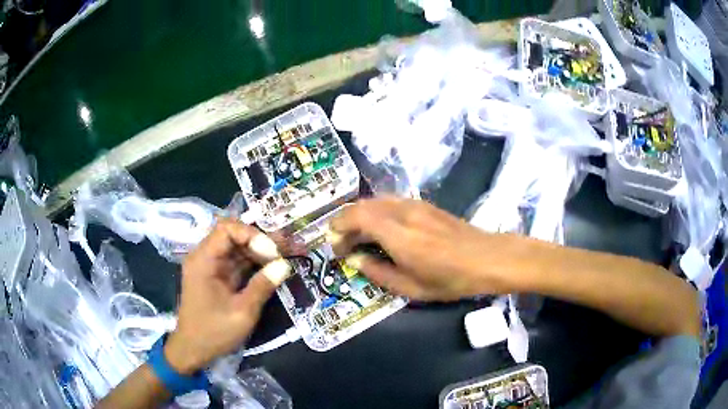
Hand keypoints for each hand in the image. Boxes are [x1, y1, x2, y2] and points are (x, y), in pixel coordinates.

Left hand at [163, 218, 290, 373]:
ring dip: (259, 251)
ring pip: (236, 247)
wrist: (194, 349)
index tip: (271, 253)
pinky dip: (253, 263)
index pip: (227, 229)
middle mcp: (204, 257)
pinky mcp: (216, 276)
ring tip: (284, 256)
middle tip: (285, 250)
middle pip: (232, 235)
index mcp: (203, 260)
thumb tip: (284, 265)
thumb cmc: (214, 332)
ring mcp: (210, 266)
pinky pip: (235, 261)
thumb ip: (262, 286)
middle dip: (259, 241)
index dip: (251, 235)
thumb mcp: (242, 312)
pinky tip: (271, 267)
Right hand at [329, 197, 522, 300]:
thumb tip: (355, 260)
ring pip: (376, 201)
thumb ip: (378, 273)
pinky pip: (390, 202)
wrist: (487, 258)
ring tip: (360, 239)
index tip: (335, 245)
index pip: (356, 216)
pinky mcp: (424, 204)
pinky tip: (381, 231)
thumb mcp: (411, 287)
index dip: (338, 227)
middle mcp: (403, 212)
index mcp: (398, 234)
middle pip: (363, 205)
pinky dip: (376, 213)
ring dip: (361, 216)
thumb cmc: (451, 279)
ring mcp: (415, 204)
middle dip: (346, 222)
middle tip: (344, 245)